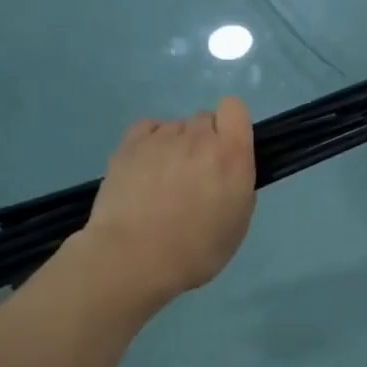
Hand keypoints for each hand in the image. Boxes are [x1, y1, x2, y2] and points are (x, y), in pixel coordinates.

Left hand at [77, 99, 256, 309]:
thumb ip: (238, 184)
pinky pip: (147, 130)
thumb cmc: (196, 249)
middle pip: (204, 120)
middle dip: (204, 142)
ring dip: (176, 146)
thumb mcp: (238, 222)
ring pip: (175, 128)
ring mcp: (160, 139)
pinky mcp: (128, 146)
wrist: (135, 257)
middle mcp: (198, 138)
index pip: (235, 108)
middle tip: (195, 176)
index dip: (231, 126)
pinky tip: (145, 169)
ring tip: (164, 180)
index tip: (228, 151)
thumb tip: (227, 171)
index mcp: (231, 155)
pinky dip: (150, 143)